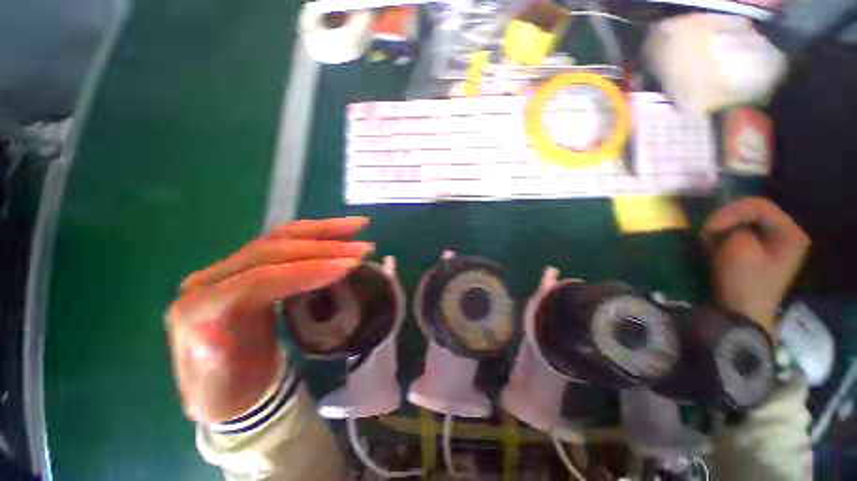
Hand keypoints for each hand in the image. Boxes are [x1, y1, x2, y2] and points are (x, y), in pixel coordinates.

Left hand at [165, 217, 372, 422]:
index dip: (308, 270)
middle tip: (363, 249)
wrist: (226, 382)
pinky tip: (341, 231)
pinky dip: (318, 233)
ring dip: (325, 231)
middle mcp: (213, 278)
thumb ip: (216, 361)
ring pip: (282, 237)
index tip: (350, 266)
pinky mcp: (254, 264)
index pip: (261, 278)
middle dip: (325, 248)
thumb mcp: (222, 389)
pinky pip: (288, 240)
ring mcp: (234, 267)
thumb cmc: (229, 389)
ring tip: (359, 226)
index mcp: (200, 308)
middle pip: (275, 250)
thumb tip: (219, 337)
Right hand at [702, 197, 809, 335]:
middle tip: (707, 231)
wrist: (739, 314)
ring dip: (722, 229)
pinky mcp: (756, 252)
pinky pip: (738, 234)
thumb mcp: (739, 249)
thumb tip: (724, 219)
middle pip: (752, 212)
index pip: (759, 206)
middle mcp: (785, 234)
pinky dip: (723, 237)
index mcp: (790, 233)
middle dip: (726, 220)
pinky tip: (712, 245)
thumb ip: (734, 226)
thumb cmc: (744, 282)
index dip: (732, 211)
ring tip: (708, 239)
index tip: (708, 226)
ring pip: (742, 223)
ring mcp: (771, 244)